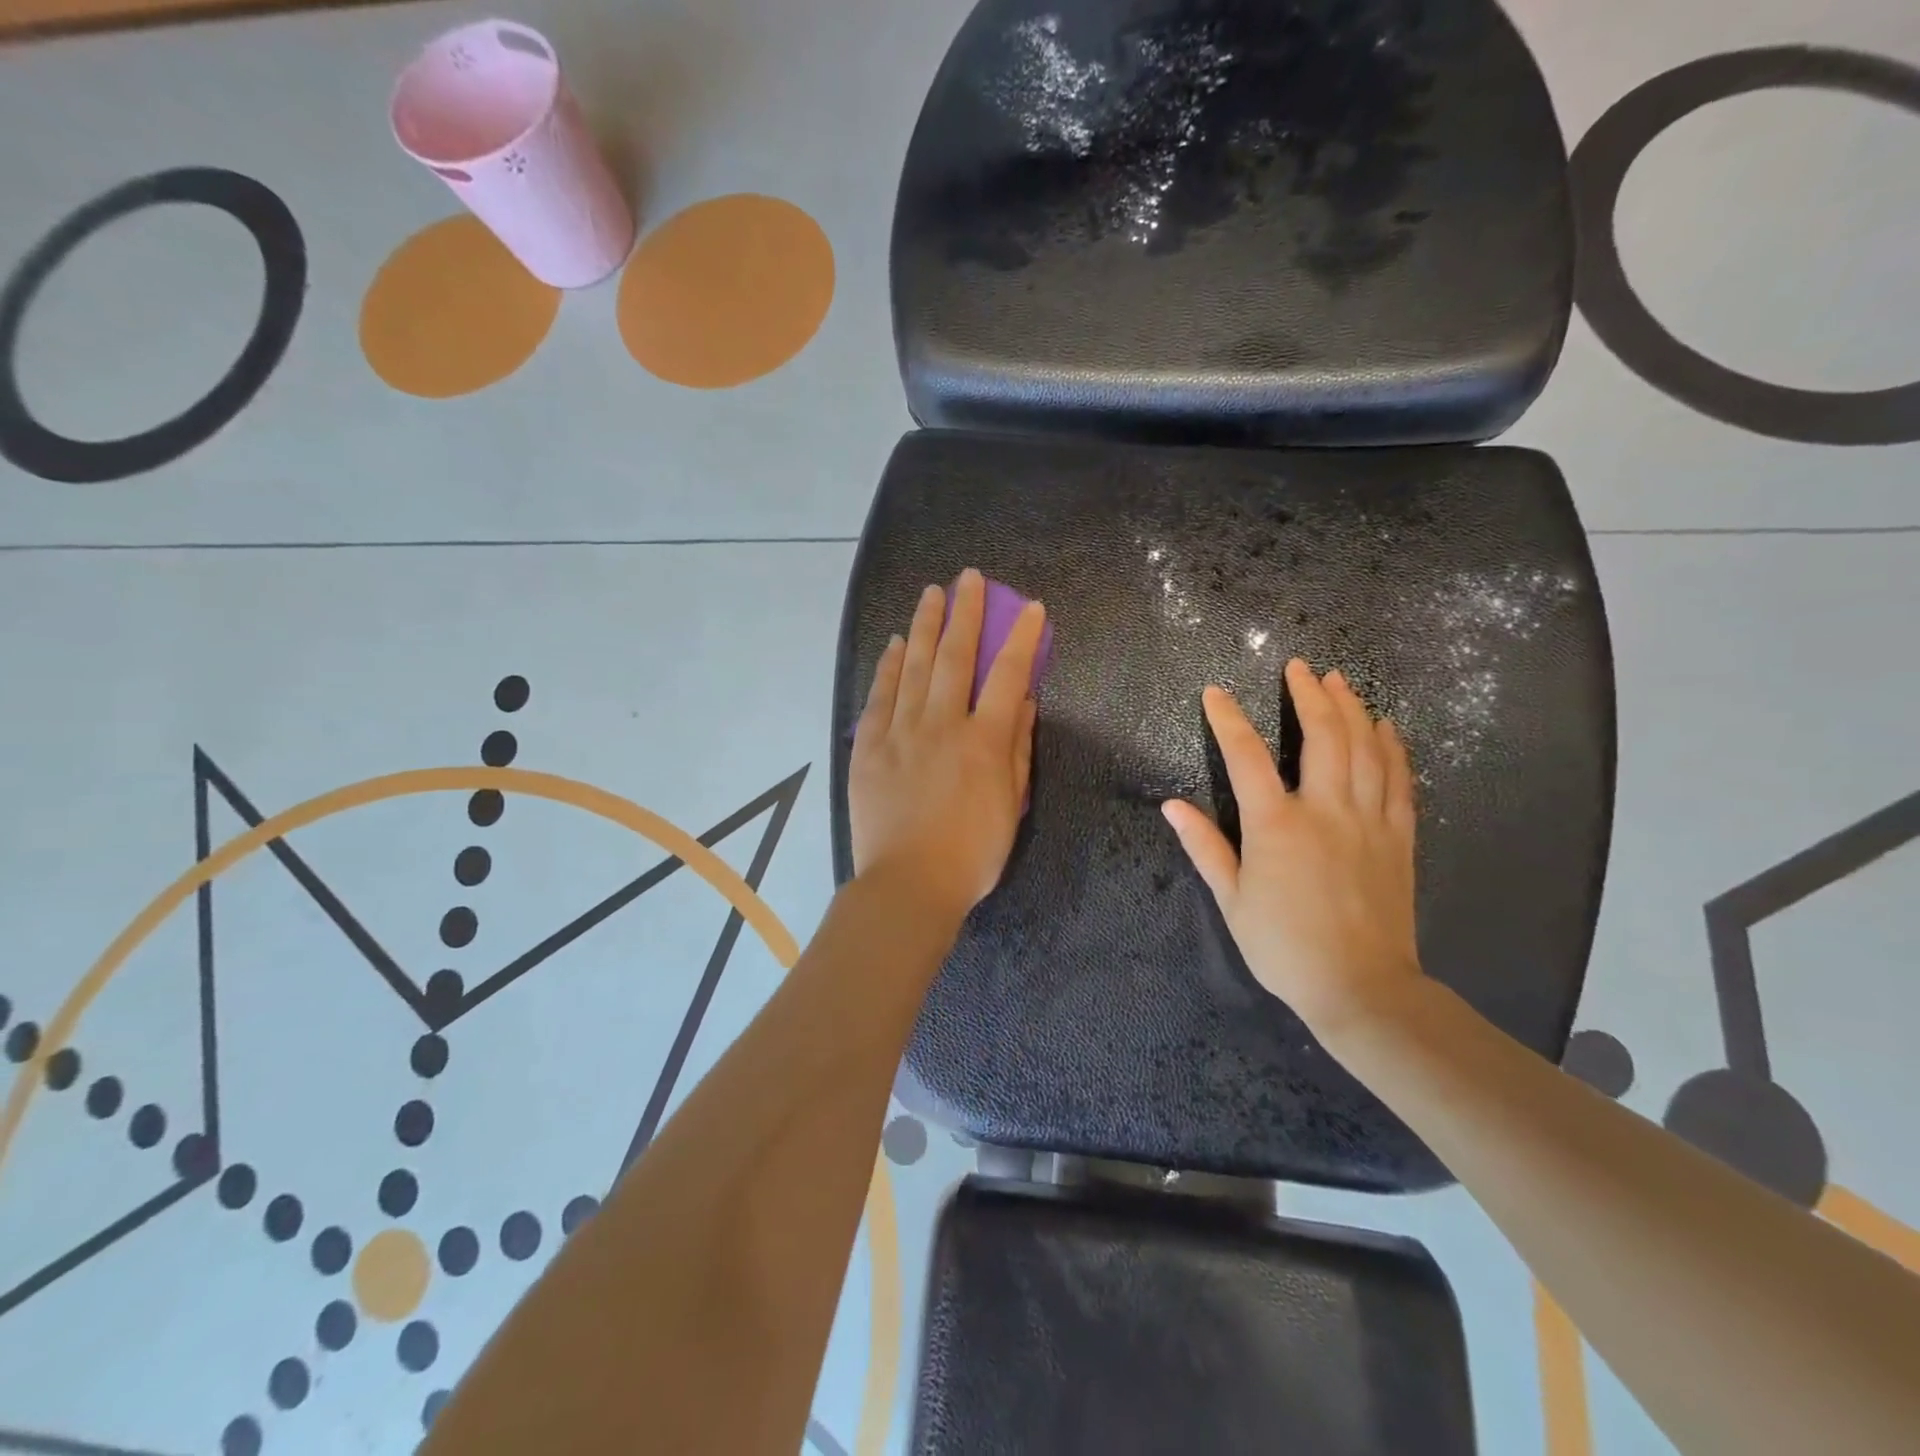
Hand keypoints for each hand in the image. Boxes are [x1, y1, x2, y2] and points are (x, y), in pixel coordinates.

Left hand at [850, 568, 1044, 924]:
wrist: (908, 884)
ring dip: (925, 626)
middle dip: (965, 612)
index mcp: (984, 740)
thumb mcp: (1011, 805)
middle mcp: (942, 724)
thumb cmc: (972, 853)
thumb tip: (1023, 702)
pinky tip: (896, 643)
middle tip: (967, 578)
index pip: (1008, 675)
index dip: (1021, 637)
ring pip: (914, 666)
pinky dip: (888, 666)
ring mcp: (901, 731)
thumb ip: (1017, 749)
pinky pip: (879, 696)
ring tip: (931, 594)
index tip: (1030, 608)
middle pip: (955, 656)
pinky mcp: (869, 746)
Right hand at [1162, 659, 1421, 1037]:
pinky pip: (1400, 780)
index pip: (1247, 756)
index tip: (1215, 693)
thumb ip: (1204, 846)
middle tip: (1300, 667)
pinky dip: (1393, 747)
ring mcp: (1368, 821)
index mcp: (1276, 825)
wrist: (1361, 988)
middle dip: (1309, 694)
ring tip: (1340, 680)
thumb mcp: (1232, 900)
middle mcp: (1325, 810)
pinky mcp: (1398, 837)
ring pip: (1365, 748)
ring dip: (1352, 708)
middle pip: (1323, 736)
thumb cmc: (1284, 947)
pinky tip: (1386, 727)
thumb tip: (1171, 806)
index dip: (1227, 719)